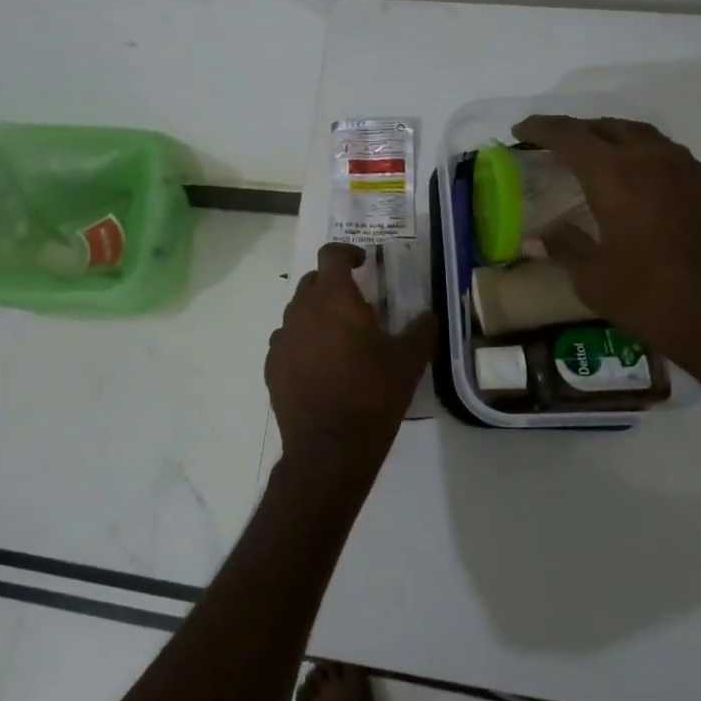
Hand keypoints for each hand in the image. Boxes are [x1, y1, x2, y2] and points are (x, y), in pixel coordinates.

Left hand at [266, 244, 437, 489]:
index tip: (362, 263)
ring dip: (317, 315)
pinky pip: (287, 341)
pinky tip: (321, 368)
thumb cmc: (372, 396)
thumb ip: (421, 331)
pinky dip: (302, 343)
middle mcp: (301, 309)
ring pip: (298, 312)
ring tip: (340, 340)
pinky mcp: (271, 365)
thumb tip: (428, 315)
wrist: (328, 449)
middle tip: (357, 306)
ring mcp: (282, 338)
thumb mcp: (408, 363)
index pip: (331, 254)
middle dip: (333, 285)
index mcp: (334, 298)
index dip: (346, 252)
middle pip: (312, 282)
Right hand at [510, 116, 700, 387]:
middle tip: (549, 144)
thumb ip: (565, 246)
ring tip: (588, 154)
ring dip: (608, 136)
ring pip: (639, 134)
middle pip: (606, 126)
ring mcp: (686, 170)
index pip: (569, 136)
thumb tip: (539, 235)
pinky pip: (663, 152)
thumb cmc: (654, 300)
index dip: (541, 128)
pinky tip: (630, 177)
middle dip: (574, 130)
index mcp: (616, 175)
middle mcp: (652, 160)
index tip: (519, 130)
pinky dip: (637, 151)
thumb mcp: (594, 278)